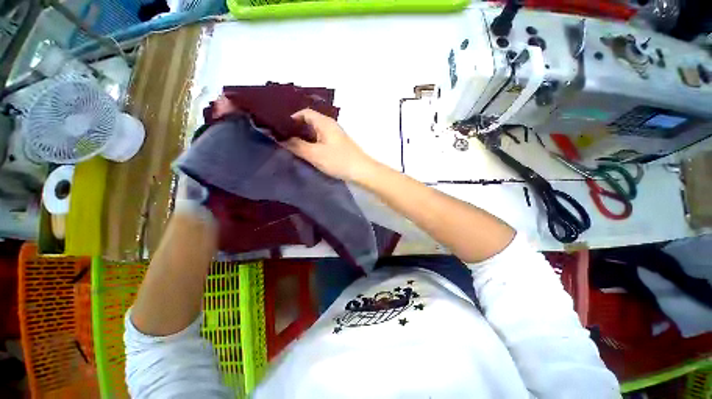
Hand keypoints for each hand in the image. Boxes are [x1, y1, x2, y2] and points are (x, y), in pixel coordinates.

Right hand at [283, 109, 378, 181]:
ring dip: (304, 138)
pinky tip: (307, 152)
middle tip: (283, 139)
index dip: (291, 119)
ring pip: (315, 132)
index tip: (280, 129)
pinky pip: (321, 140)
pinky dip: (312, 143)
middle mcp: (330, 125)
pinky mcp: (338, 145)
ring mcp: (335, 135)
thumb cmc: (338, 160)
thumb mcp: (315, 154)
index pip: (304, 113)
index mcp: (325, 123)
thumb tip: (281, 138)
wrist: (361, 171)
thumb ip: (296, 145)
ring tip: (292, 146)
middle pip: (309, 122)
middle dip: (296, 129)